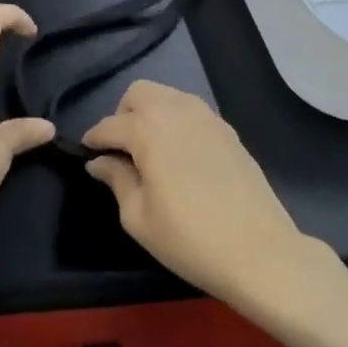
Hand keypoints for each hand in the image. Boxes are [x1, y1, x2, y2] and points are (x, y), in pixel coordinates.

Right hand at [82, 81, 306, 303]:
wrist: (260, 253)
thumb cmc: (189, 239)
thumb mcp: (138, 217)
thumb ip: (116, 179)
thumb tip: (99, 162)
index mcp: (148, 129)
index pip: (109, 125)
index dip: (94, 139)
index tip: (87, 153)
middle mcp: (176, 111)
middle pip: (138, 93)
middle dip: (123, 114)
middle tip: (121, 149)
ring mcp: (206, 117)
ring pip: (167, 95)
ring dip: (151, 112)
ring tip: (149, 149)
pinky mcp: (228, 130)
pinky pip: (191, 110)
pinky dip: (176, 121)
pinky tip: (179, 153)